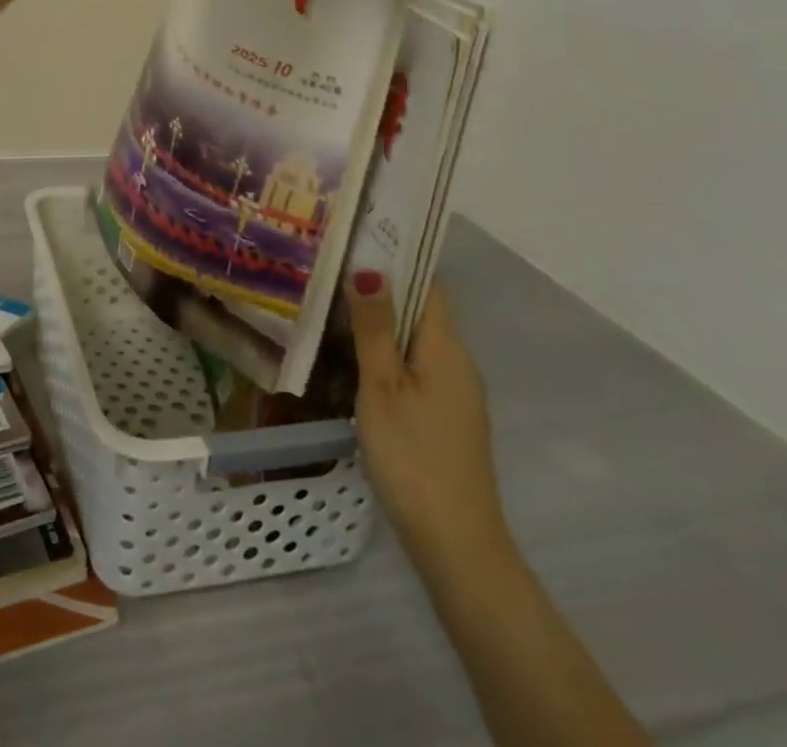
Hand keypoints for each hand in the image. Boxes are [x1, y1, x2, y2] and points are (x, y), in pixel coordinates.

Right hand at [347, 272, 512, 581]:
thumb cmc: (414, 457)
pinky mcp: (447, 419)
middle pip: (421, 310)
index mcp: (446, 346)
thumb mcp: (383, 387)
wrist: (457, 546)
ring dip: (381, 326)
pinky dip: (388, 357)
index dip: (396, 257)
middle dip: (380, 290)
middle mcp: (457, 362)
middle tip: (329, 274)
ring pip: (416, 342)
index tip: (355, 240)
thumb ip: (375, 328)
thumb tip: (369, 267)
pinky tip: (354, 366)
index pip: (427, 282)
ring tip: (332, 312)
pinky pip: (416, 370)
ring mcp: (456, 394)